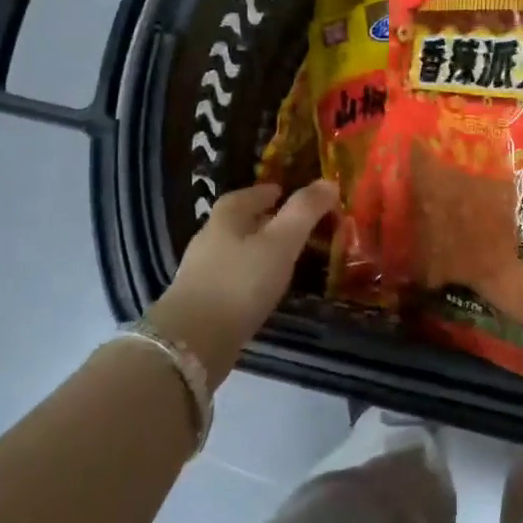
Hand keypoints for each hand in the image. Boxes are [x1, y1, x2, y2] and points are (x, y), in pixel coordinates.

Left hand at [149, 180, 339, 383]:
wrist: (193, 341)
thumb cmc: (241, 281)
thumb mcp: (282, 242)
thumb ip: (304, 211)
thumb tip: (329, 181)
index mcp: (225, 218)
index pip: (245, 195)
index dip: (265, 192)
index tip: (284, 192)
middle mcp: (208, 239)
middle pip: (236, 222)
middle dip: (261, 220)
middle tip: (289, 225)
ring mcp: (200, 272)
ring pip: (233, 251)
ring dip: (255, 250)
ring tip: (282, 258)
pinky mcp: (200, 302)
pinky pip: (229, 278)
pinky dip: (247, 277)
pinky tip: (262, 289)